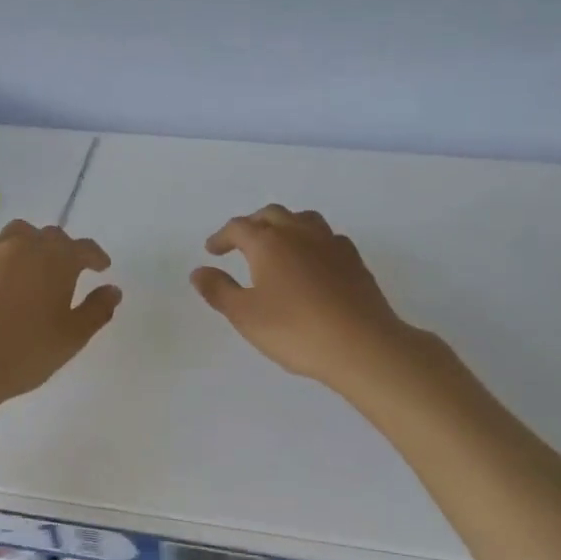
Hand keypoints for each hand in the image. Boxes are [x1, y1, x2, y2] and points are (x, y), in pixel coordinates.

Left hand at [0, 221, 121, 406]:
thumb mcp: (73, 336)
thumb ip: (97, 310)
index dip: (96, 257)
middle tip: (65, 272)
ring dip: (28, 246)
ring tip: (28, 268)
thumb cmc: (26, 351)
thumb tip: (112, 290)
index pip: (84, 248)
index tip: (101, 268)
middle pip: (50, 236)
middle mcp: (25, 244)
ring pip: (16, 234)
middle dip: (62, 250)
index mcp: (58, 259)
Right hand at [191, 205, 423, 391]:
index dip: (222, 237)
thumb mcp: (245, 315)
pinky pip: (327, 237)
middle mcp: (299, 233)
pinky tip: (313, 260)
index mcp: (268, 243)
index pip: (239, 228)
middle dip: (252, 224)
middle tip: (241, 242)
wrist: (361, 344)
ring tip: (277, 243)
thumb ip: (219, 290)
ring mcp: (331, 244)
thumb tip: (199, 271)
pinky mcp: (354, 260)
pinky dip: (312, 241)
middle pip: (271, 215)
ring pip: (303, 219)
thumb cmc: (295, 330)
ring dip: (284, 225)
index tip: (212, 250)